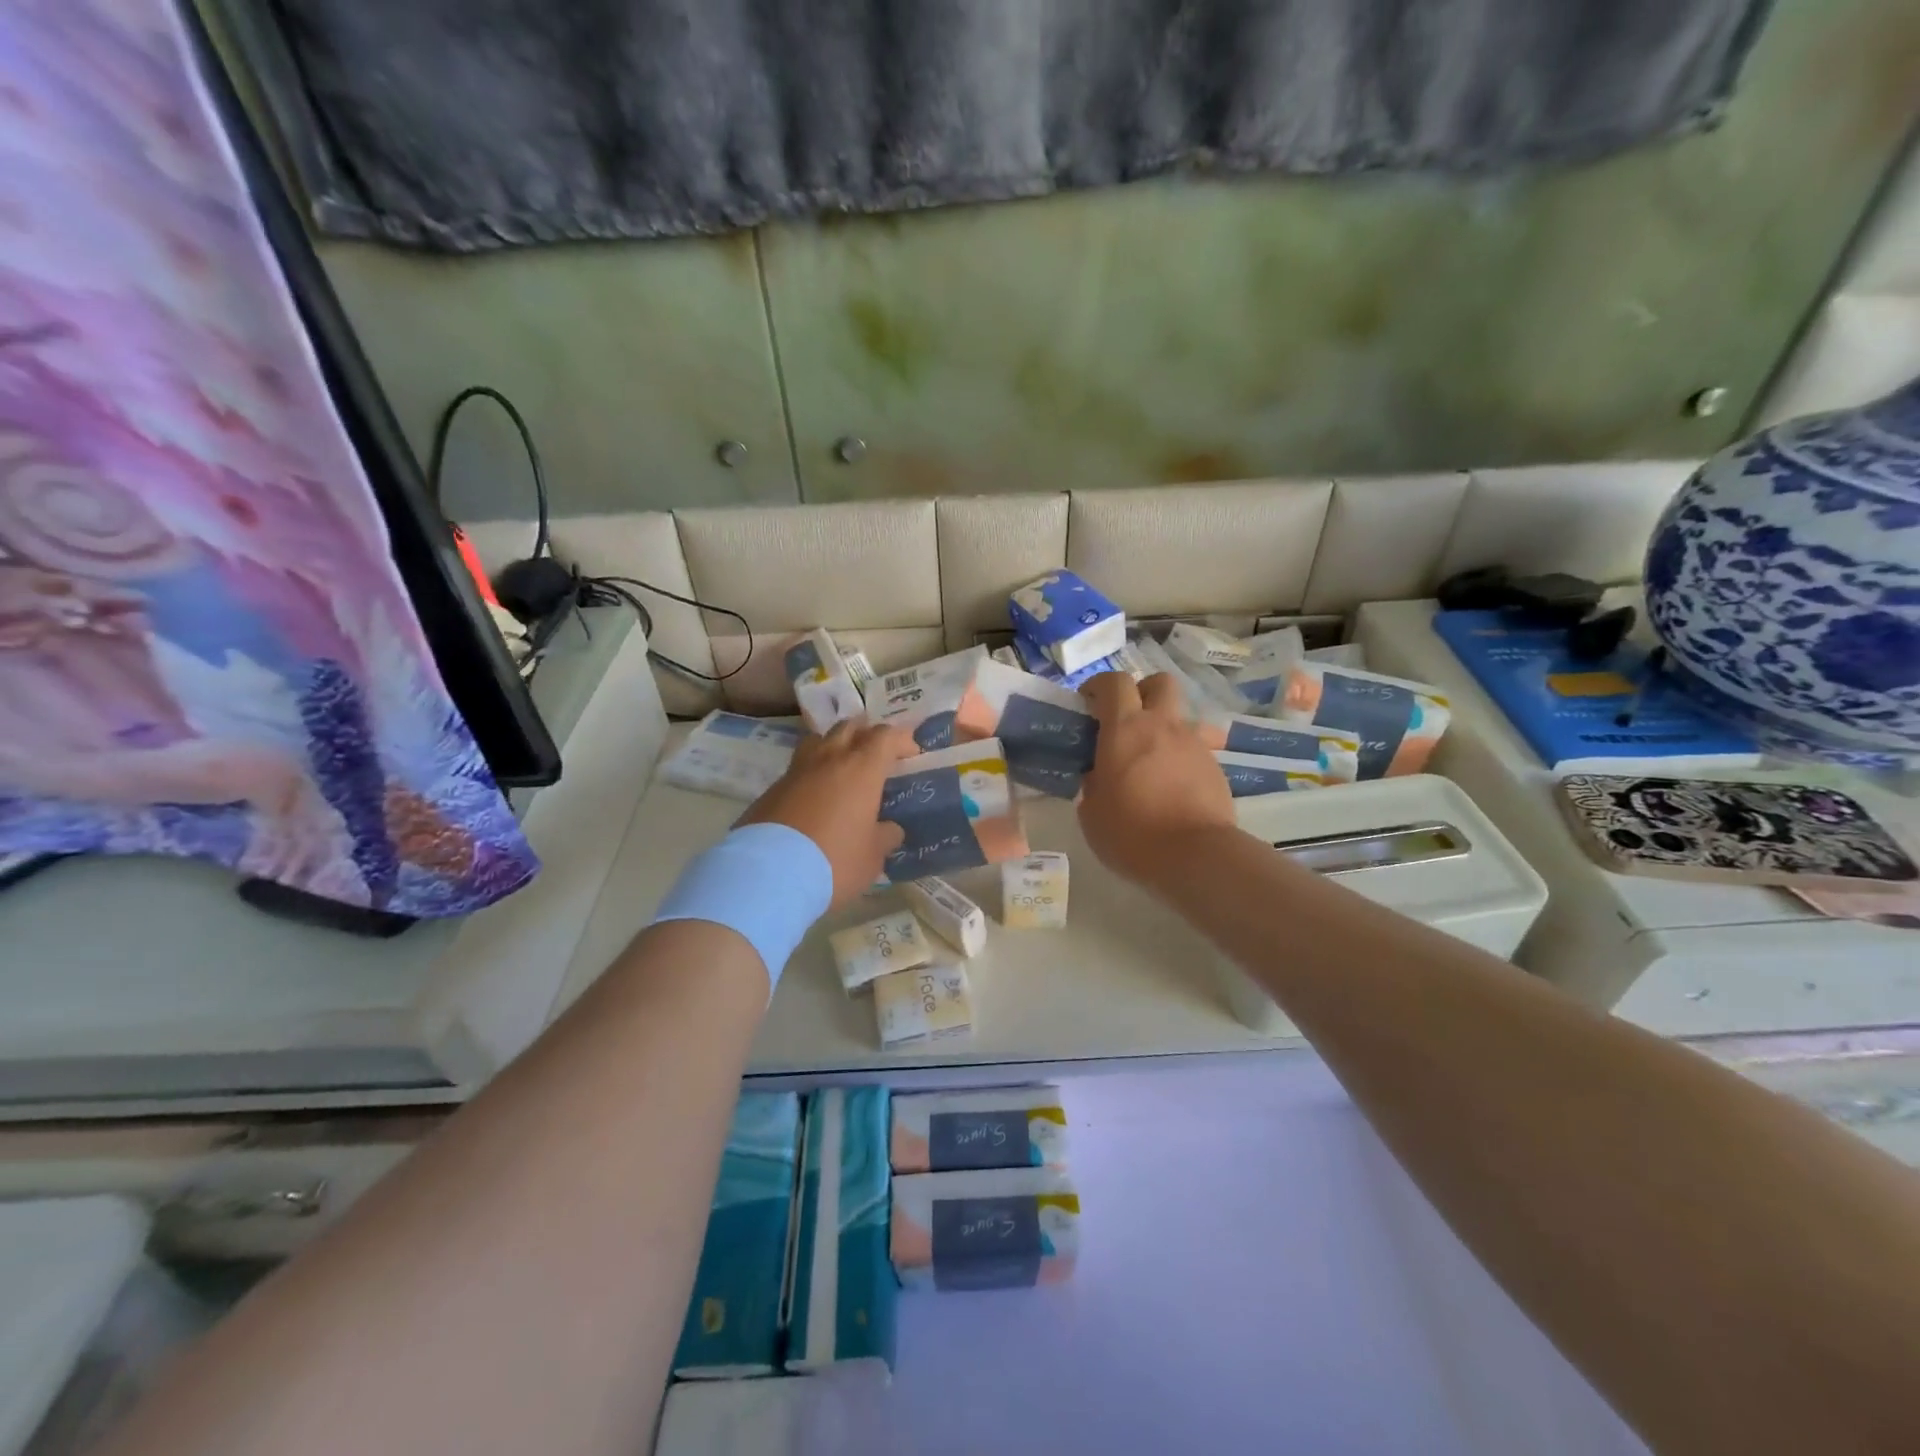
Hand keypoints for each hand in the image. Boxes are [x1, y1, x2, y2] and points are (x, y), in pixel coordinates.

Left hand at [738, 720, 917, 909]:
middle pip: (849, 727)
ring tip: (843, 763)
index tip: (911, 753)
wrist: (769, 873)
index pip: (885, 737)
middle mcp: (829, 760)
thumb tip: (890, 829)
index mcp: (861, 770)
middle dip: (867, 733)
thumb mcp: (872, 857)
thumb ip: (885, 837)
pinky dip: (811, 773)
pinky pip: (798, 768)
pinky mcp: (771, 789)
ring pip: (819, 740)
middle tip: (876, 751)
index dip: (901, 739)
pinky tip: (814, 796)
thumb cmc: (835, 861)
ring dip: (835, 744)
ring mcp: (796, 771)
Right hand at [1077, 671, 1235, 887]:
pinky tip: (1173, 787)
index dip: (1098, 686)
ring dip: (1165, 728)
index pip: (1113, 682)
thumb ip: (1093, 784)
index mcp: (1124, 729)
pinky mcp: (1215, 767)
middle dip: (1142, 692)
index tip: (1088, 704)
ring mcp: (1193, 744)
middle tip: (1127, 720)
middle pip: (1159, 683)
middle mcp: (1162, 725)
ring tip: (1153, 759)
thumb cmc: (1131, 832)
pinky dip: (1181, 759)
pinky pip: (1196, 749)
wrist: (1195, 855)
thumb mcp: (1092, 812)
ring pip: (1181, 717)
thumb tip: (1099, 777)